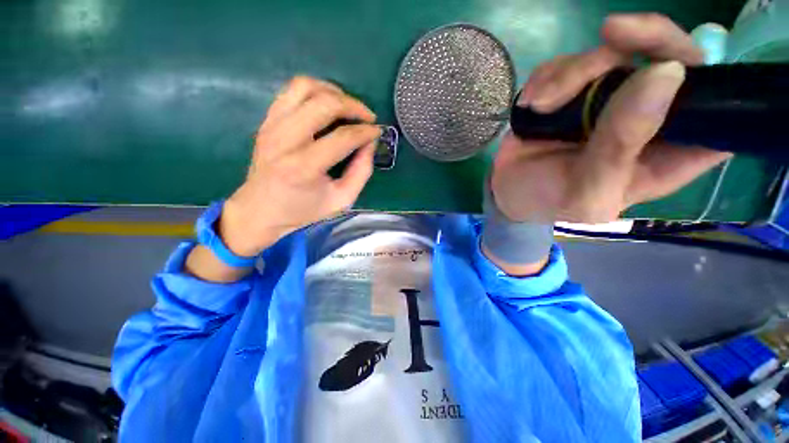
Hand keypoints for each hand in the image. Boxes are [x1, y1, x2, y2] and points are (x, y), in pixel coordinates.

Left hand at [220, 76, 380, 256]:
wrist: (261, 210)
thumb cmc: (303, 211)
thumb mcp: (341, 200)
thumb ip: (361, 172)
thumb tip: (370, 144)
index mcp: (303, 167)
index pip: (342, 137)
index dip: (365, 132)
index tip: (377, 132)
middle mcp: (284, 140)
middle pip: (324, 104)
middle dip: (353, 105)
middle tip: (367, 117)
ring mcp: (271, 126)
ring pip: (304, 87)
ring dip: (333, 91)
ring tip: (348, 106)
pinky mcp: (267, 121)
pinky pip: (291, 91)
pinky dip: (314, 91)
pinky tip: (327, 104)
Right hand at [491, 13, 731, 223]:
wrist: (506, 190)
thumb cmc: (547, 201)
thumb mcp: (584, 190)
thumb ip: (621, 145)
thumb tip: (664, 73)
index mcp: (665, 153)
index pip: (718, 112)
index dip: (715, 84)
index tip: (679, 67)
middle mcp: (646, 118)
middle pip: (672, 58)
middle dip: (645, 40)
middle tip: (611, 33)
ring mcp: (608, 99)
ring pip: (614, 51)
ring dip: (573, 71)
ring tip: (540, 104)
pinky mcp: (573, 91)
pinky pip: (571, 61)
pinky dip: (548, 75)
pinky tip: (532, 102)